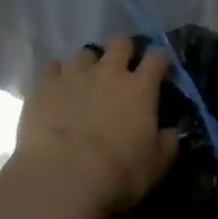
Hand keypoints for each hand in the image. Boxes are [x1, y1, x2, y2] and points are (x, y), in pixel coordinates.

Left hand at [13, 38, 178, 216]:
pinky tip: (56, 88)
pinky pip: (52, 66)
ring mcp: (74, 74)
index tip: (160, 69)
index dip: (160, 60)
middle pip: (119, 43)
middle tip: (120, 68)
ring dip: (88, 64)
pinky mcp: (45, 84)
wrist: (63, 175)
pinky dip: (57, 74)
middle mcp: (109, 72)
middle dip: (122, 50)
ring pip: (84, 53)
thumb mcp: (155, 165)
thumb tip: (172, 131)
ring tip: (84, 81)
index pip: (157, 58)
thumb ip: (167, 142)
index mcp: (140, 88)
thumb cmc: (118, 173)